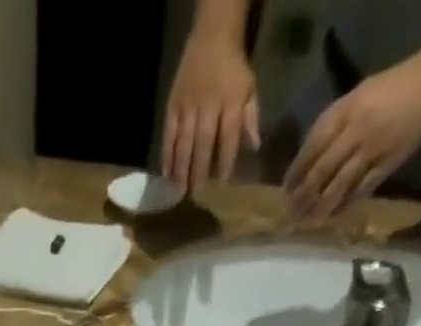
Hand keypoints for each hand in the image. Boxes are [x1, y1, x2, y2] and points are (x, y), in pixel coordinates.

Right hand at [163, 30, 259, 192]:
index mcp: (230, 102)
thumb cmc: (233, 70)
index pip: (229, 135)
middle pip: (203, 142)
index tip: (222, 181)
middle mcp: (208, 105)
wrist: (212, 38)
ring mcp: (188, 106)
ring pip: (183, 141)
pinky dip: (166, 154)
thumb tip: (254, 147)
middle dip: (199, 168)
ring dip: (180, 167)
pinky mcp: (173, 106)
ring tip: (178, 190)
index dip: (226, 159)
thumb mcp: (249, 89)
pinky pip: (168, 133)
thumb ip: (250, 118)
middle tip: (195, 192)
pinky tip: (166, 173)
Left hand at [285, 58, 420, 217]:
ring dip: (320, 207)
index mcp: (344, 112)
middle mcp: (355, 131)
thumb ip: (331, 125)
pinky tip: (334, 214)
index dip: (295, 174)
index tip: (286, 191)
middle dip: (303, 196)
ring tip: (308, 220)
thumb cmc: (389, 89)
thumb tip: (306, 160)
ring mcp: (372, 149)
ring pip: (338, 186)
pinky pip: (361, 190)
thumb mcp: (355, 97)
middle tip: (292, 213)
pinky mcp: (388, 163)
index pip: (311, 149)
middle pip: (320, 172)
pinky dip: (345, 205)